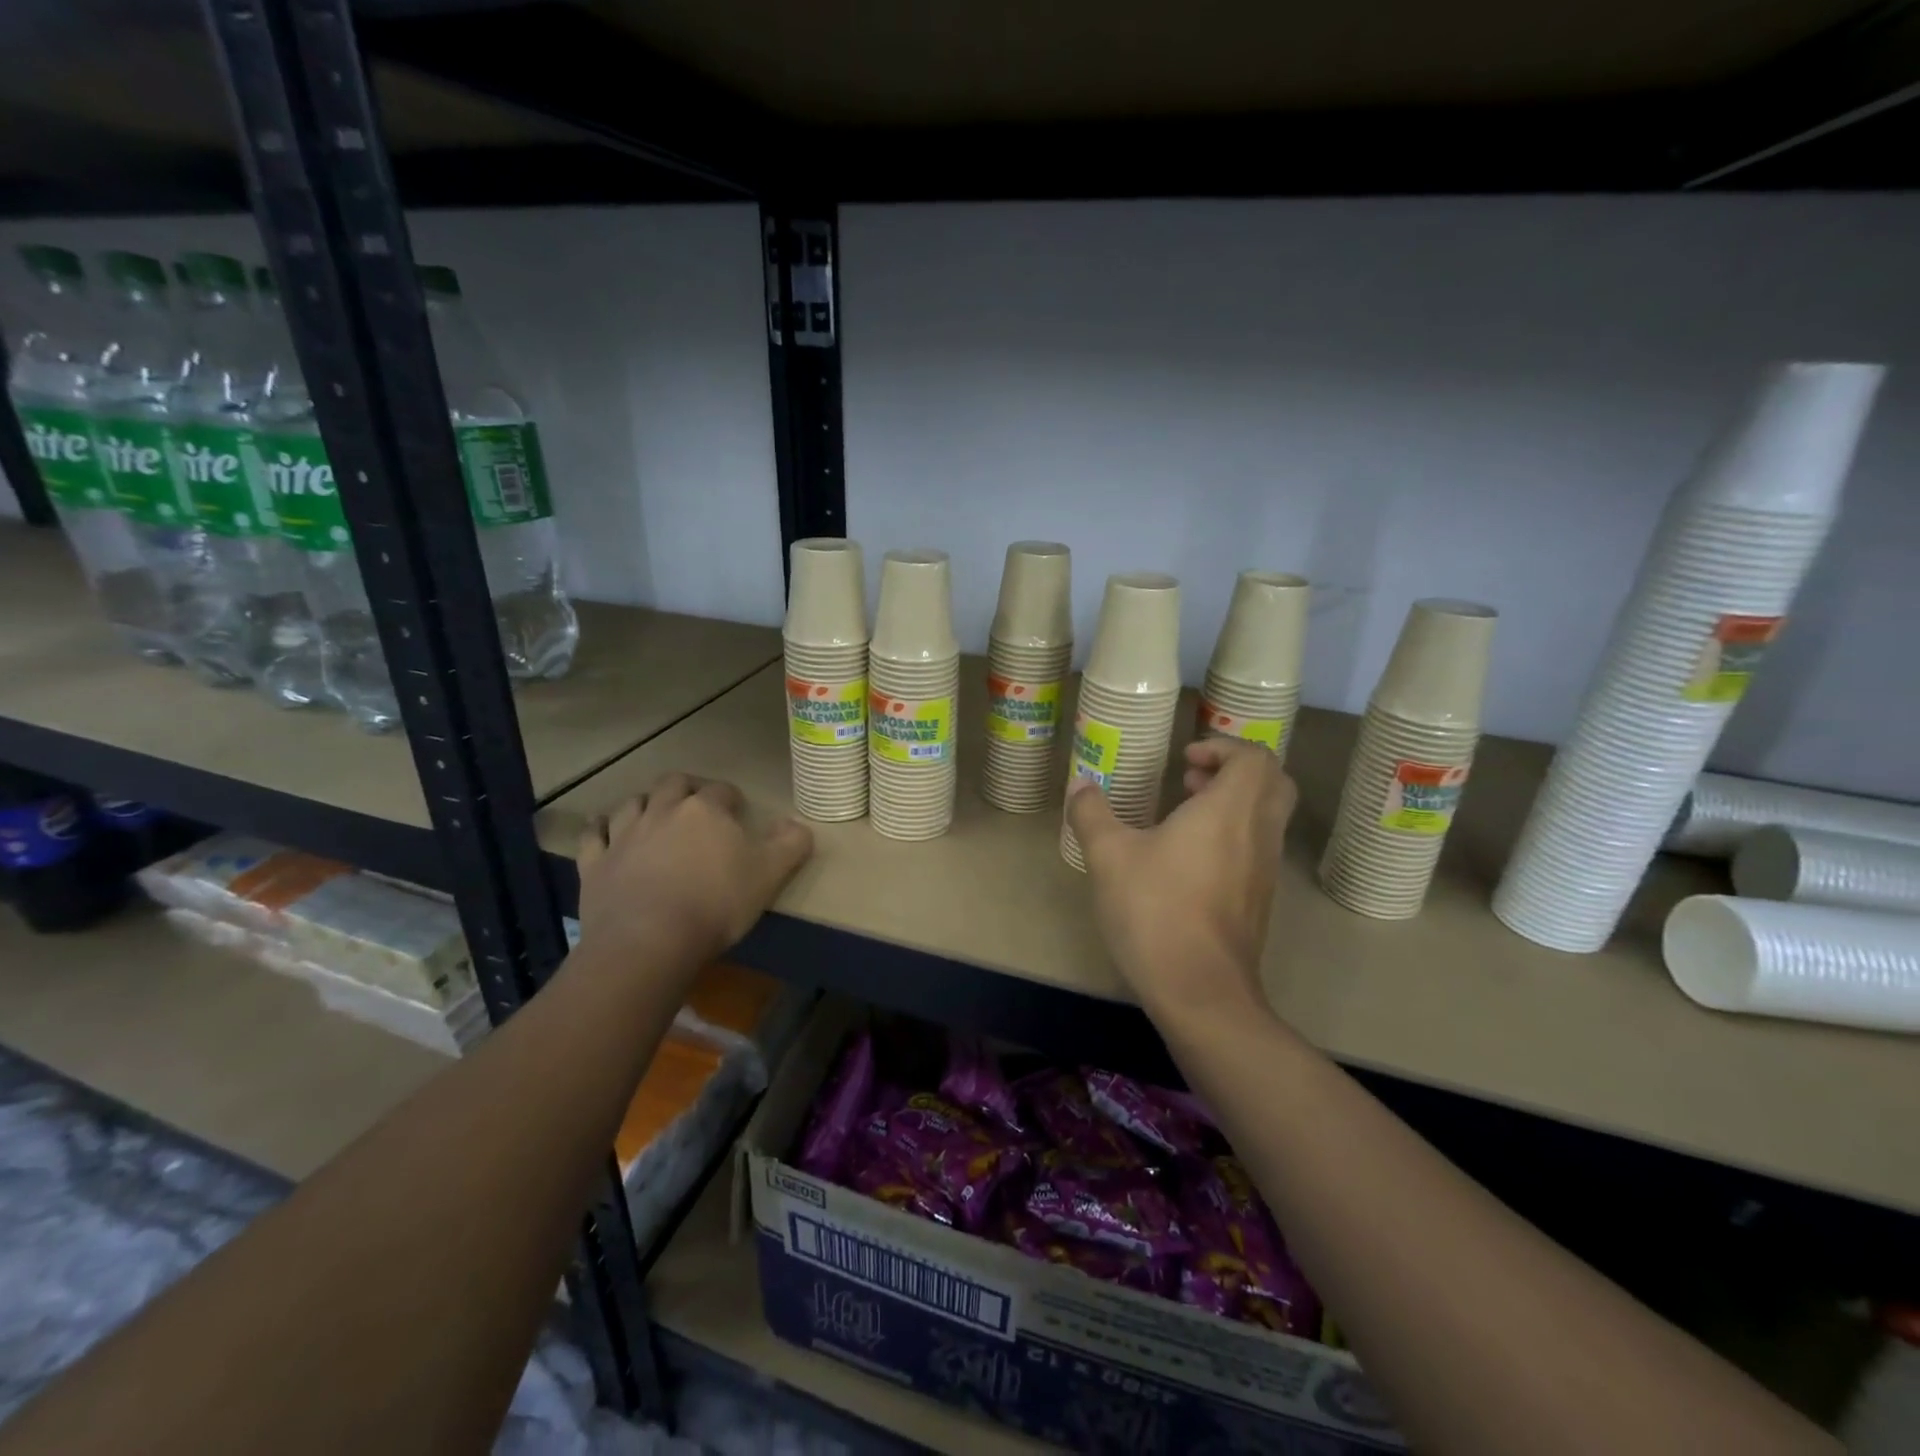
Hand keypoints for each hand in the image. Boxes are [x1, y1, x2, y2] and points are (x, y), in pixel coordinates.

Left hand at [575, 772, 812, 966]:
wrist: (649, 940)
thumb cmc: (717, 903)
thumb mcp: (770, 875)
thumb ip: (791, 845)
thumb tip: (798, 824)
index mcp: (706, 811)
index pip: (722, 791)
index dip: (732, 799)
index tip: (738, 813)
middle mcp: (664, 811)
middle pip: (674, 784)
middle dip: (687, 789)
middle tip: (697, 805)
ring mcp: (624, 835)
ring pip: (633, 804)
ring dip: (645, 804)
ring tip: (654, 815)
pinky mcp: (595, 863)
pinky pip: (594, 834)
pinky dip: (600, 828)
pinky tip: (604, 829)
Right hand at [1067, 738, 1296, 1017]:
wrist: (1200, 990)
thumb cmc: (1155, 910)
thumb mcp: (1109, 856)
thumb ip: (1092, 813)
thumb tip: (1079, 784)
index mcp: (1230, 810)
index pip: (1254, 757)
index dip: (1222, 747)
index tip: (1185, 758)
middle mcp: (1258, 833)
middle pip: (1273, 782)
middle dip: (1234, 770)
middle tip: (1191, 778)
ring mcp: (1264, 870)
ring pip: (1267, 817)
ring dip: (1234, 803)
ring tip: (1184, 814)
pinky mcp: (1259, 901)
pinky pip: (1257, 848)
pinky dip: (1234, 834)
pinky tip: (1188, 858)